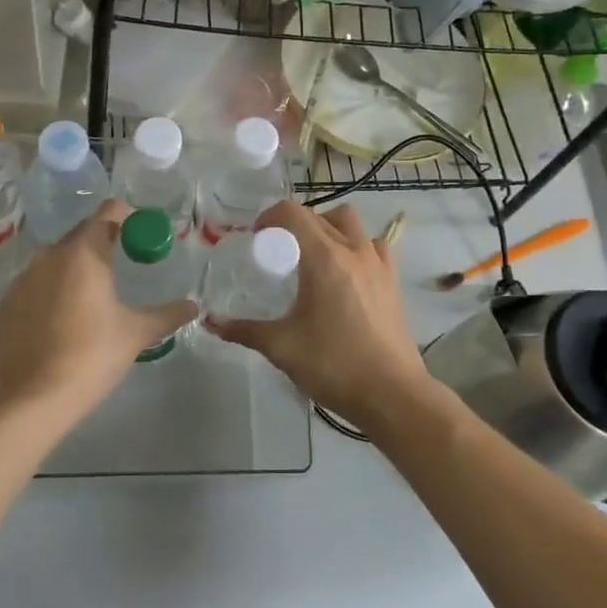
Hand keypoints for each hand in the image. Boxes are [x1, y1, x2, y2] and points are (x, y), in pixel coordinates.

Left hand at [0, 199, 196, 431]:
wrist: (35, 398)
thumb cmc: (93, 356)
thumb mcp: (136, 333)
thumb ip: (167, 314)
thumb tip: (193, 306)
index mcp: (84, 254)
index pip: (108, 213)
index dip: (127, 218)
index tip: (140, 237)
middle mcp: (50, 256)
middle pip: (81, 234)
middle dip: (103, 243)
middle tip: (122, 266)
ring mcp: (23, 279)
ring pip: (56, 259)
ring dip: (76, 266)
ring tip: (93, 295)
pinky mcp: (7, 303)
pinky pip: (35, 283)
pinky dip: (52, 289)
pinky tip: (63, 319)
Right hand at [211, 200, 434, 430]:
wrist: (392, 394)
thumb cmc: (334, 365)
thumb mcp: (282, 347)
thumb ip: (246, 331)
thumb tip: (213, 324)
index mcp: (324, 258)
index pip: (293, 213)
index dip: (270, 217)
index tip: (257, 238)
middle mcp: (353, 250)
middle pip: (320, 216)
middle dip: (295, 225)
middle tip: (279, 253)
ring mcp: (378, 264)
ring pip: (351, 224)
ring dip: (329, 228)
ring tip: (315, 257)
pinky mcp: (393, 281)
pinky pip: (374, 246)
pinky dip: (357, 247)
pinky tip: (347, 273)